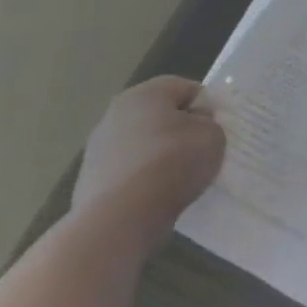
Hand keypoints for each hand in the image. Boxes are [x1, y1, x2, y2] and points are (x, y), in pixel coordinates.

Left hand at [71, 76, 225, 249]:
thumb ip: (207, 122)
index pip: (185, 88)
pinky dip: (144, 179)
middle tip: (201, 149)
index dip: (206, 106)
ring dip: (161, 156)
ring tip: (180, 177)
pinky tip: (159, 194)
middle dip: (181, 130)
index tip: (217, 127)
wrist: (119, 218)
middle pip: (159, 116)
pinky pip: (130, 171)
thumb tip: (193, 124)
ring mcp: (96, 150)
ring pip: (143, 144)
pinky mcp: (89, 182)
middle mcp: (113, 115)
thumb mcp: (213, 134)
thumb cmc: (172, 162)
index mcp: (144, 94)